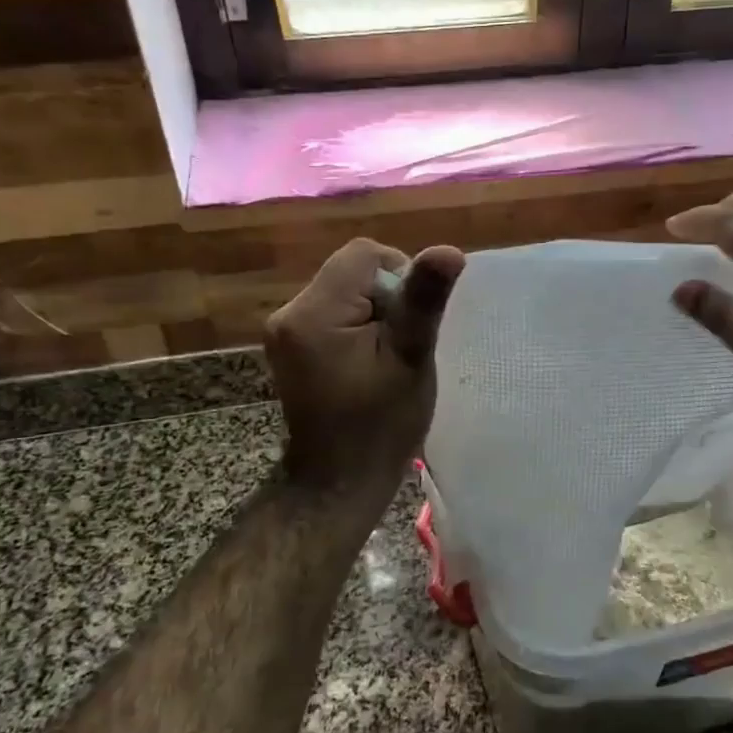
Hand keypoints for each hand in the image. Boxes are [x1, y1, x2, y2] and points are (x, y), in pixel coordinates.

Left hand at [265, 238, 465, 500]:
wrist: (338, 483)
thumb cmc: (380, 425)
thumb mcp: (410, 358)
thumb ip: (424, 301)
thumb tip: (448, 250)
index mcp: (313, 312)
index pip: (365, 254)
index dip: (400, 278)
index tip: (410, 324)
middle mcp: (288, 312)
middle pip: (353, 270)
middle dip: (387, 298)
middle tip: (400, 346)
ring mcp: (284, 331)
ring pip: (346, 290)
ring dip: (374, 313)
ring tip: (385, 357)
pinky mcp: (290, 346)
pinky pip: (334, 312)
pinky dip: (357, 326)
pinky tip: (367, 362)